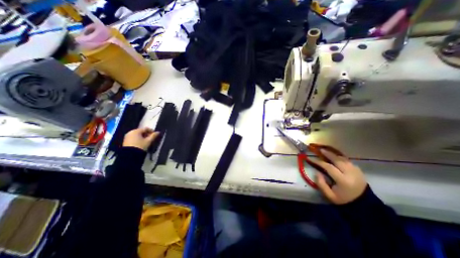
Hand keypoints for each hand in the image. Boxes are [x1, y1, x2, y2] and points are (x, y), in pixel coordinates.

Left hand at [122, 127, 160, 150]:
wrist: (130, 156)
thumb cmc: (140, 146)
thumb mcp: (148, 141)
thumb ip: (154, 136)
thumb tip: (158, 132)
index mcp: (136, 131)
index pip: (145, 128)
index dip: (151, 131)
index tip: (155, 134)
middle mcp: (130, 132)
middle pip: (141, 131)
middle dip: (147, 134)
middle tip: (151, 138)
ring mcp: (127, 137)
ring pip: (137, 135)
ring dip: (143, 137)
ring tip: (147, 141)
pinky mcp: (125, 141)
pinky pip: (134, 138)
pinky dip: (138, 139)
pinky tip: (141, 143)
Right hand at [312, 150, 366, 204]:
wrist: (364, 205)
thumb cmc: (344, 200)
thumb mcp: (329, 195)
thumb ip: (321, 183)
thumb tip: (317, 172)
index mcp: (343, 180)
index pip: (328, 167)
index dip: (318, 162)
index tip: (311, 158)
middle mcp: (350, 173)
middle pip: (338, 160)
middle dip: (328, 154)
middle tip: (320, 150)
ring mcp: (356, 171)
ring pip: (343, 159)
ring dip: (334, 155)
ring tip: (327, 151)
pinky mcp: (359, 171)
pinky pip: (348, 161)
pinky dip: (341, 158)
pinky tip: (335, 157)